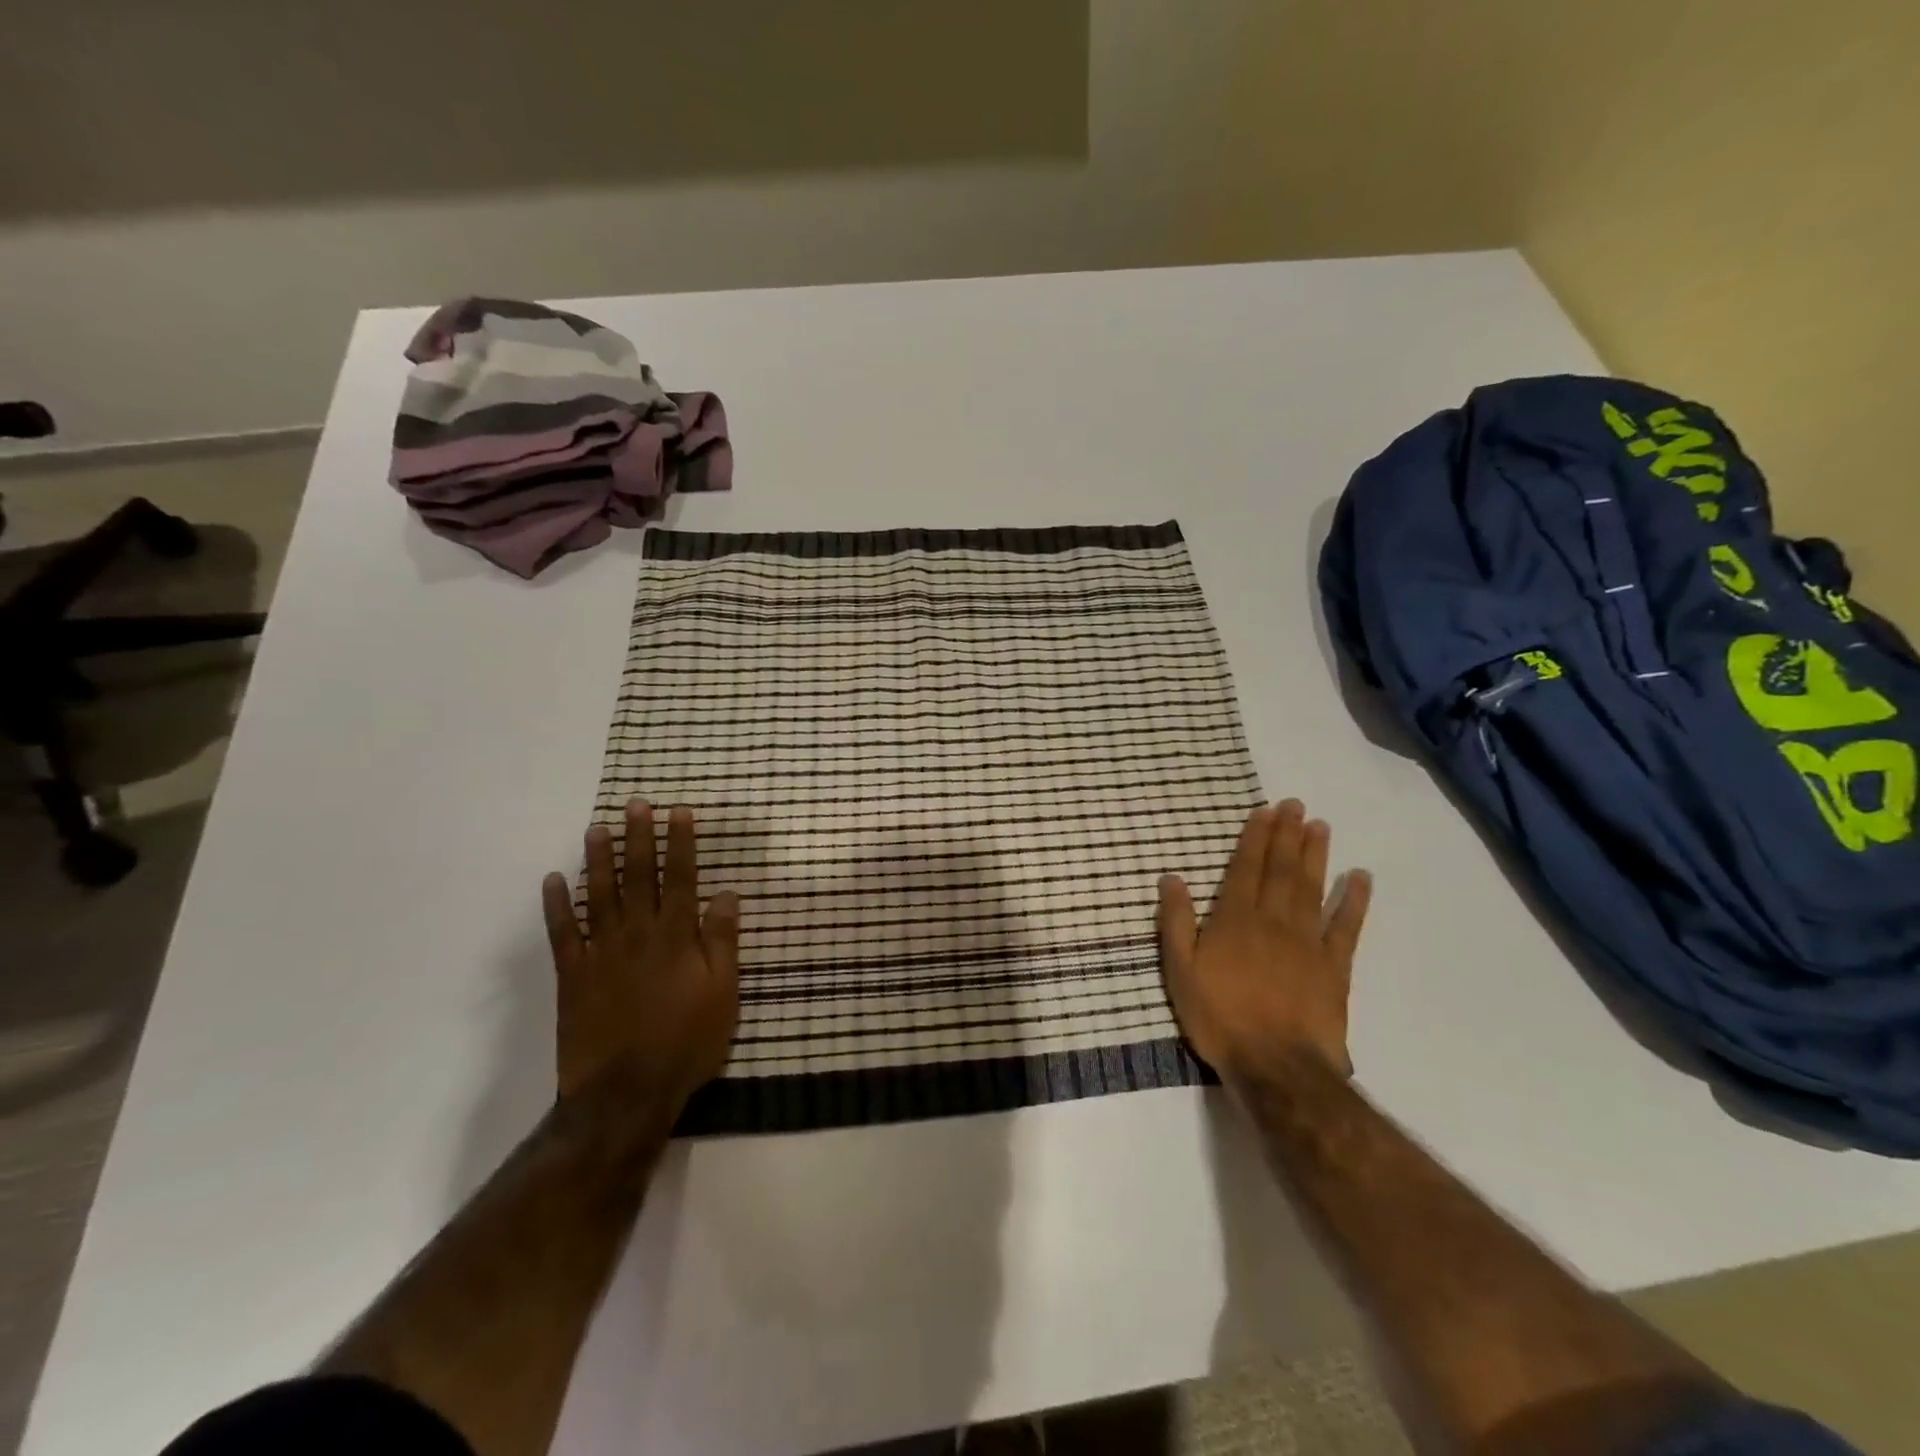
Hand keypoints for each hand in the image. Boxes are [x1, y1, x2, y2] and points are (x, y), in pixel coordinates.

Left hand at [541, 800, 740, 1112]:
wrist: (626, 1093)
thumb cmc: (686, 1042)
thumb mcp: (723, 994)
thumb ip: (722, 942)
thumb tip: (727, 894)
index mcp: (677, 937)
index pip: (681, 878)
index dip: (680, 843)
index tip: (677, 811)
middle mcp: (638, 934)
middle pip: (638, 877)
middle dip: (638, 838)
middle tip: (634, 804)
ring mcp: (601, 953)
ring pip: (598, 895)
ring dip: (597, 859)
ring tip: (596, 828)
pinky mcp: (573, 976)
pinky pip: (562, 934)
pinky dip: (556, 906)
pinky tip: (553, 881)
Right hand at [1157, 800, 1370, 1085]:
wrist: (1276, 1065)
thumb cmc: (1220, 1018)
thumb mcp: (1180, 971)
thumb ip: (1175, 922)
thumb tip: (1171, 877)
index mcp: (1234, 920)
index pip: (1245, 869)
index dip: (1255, 838)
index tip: (1266, 811)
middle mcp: (1272, 920)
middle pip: (1281, 870)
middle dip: (1287, 835)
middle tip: (1296, 805)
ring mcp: (1307, 942)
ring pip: (1311, 888)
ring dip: (1316, 855)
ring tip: (1320, 826)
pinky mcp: (1334, 967)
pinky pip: (1346, 927)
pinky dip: (1354, 901)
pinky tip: (1360, 878)